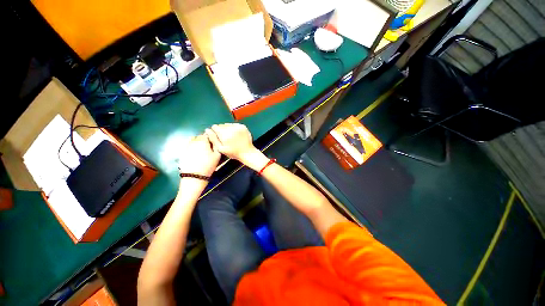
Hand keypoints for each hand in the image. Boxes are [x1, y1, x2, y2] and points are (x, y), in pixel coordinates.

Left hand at [178, 134, 220, 176]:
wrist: (194, 176)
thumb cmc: (208, 165)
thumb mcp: (217, 155)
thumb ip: (216, 144)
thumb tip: (215, 137)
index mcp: (203, 141)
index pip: (207, 134)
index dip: (211, 138)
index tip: (213, 143)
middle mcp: (193, 141)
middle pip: (199, 136)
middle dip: (204, 140)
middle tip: (209, 148)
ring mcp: (186, 146)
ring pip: (193, 140)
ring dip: (197, 143)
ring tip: (201, 150)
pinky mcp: (182, 152)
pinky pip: (188, 146)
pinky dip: (191, 147)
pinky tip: (195, 154)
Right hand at [205, 123, 255, 161]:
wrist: (247, 152)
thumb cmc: (233, 152)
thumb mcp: (221, 149)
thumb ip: (213, 139)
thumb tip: (207, 130)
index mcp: (224, 134)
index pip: (215, 127)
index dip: (215, 131)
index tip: (218, 137)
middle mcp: (231, 129)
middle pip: (222, 125)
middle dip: (221, 130)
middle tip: (226, 138)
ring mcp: (238, 127)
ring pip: (228, 124)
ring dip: (228, 128)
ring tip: (231, 137)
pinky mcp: (243, 126)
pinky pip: (235, 124)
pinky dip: (234, 128)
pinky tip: (235, 134)